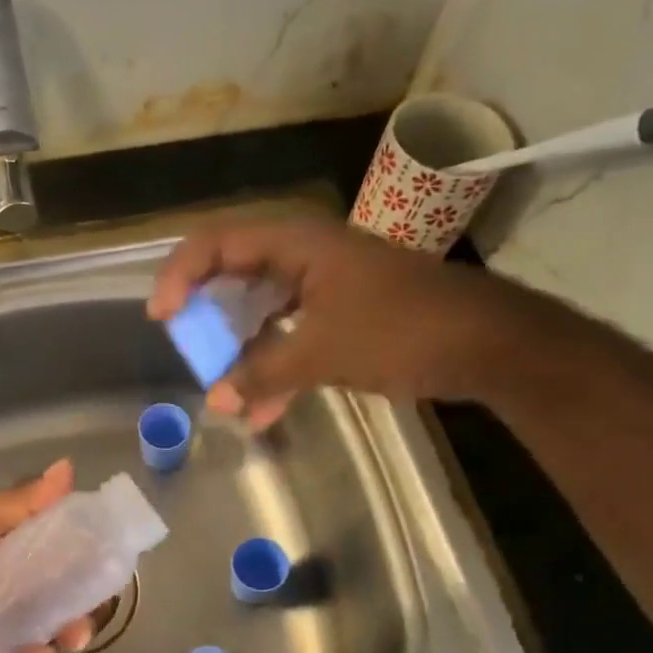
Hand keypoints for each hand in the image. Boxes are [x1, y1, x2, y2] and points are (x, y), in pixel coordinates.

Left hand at [0, 459, 95, 652]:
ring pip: (43, 650)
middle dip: (76, 626)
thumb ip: (19, 504)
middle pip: (61, 614)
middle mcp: (14, 600)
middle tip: (75, 633)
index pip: (63, 568)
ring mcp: (0, 638)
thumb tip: (68, 468)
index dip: (85, 576)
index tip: (101, 582)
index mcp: (15, 562)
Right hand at [146, 212, 517, 429]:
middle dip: (206, 315)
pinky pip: (289, 334)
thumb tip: (215, 400)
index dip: (180, 276)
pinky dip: (273, 366)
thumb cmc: (402, 331)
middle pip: (233, 274)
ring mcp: (324, 285)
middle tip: (186, 346)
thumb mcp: (323, 352)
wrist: (490, 344)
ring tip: (222, 389)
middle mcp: (304, 256)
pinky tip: (263, 410)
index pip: (216, 243)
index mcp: (296, 244)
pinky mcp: (341, 314)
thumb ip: (262, 374)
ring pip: (261, 310)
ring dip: (239, 350)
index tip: (162, 318)